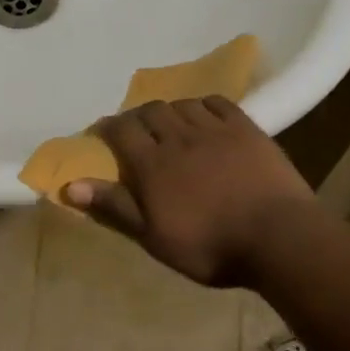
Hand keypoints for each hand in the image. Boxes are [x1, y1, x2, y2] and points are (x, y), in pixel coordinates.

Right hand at [65, 96, 310, 287]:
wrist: (279, 238)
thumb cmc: (210, 246)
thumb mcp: (153, 237)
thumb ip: (114, 207)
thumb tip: (70, 186)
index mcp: (152, 164)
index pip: (121, 130)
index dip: (108, 128)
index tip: (103, 134)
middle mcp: (178, 137)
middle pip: (150, 111)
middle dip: (138, 117)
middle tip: (138, 132)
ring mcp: (215, 129)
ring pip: (182, 105)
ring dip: (170, 111)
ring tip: (172, 125)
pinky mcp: (246, 129)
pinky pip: (218, 103)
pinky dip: (204, 105)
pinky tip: (204, 116)